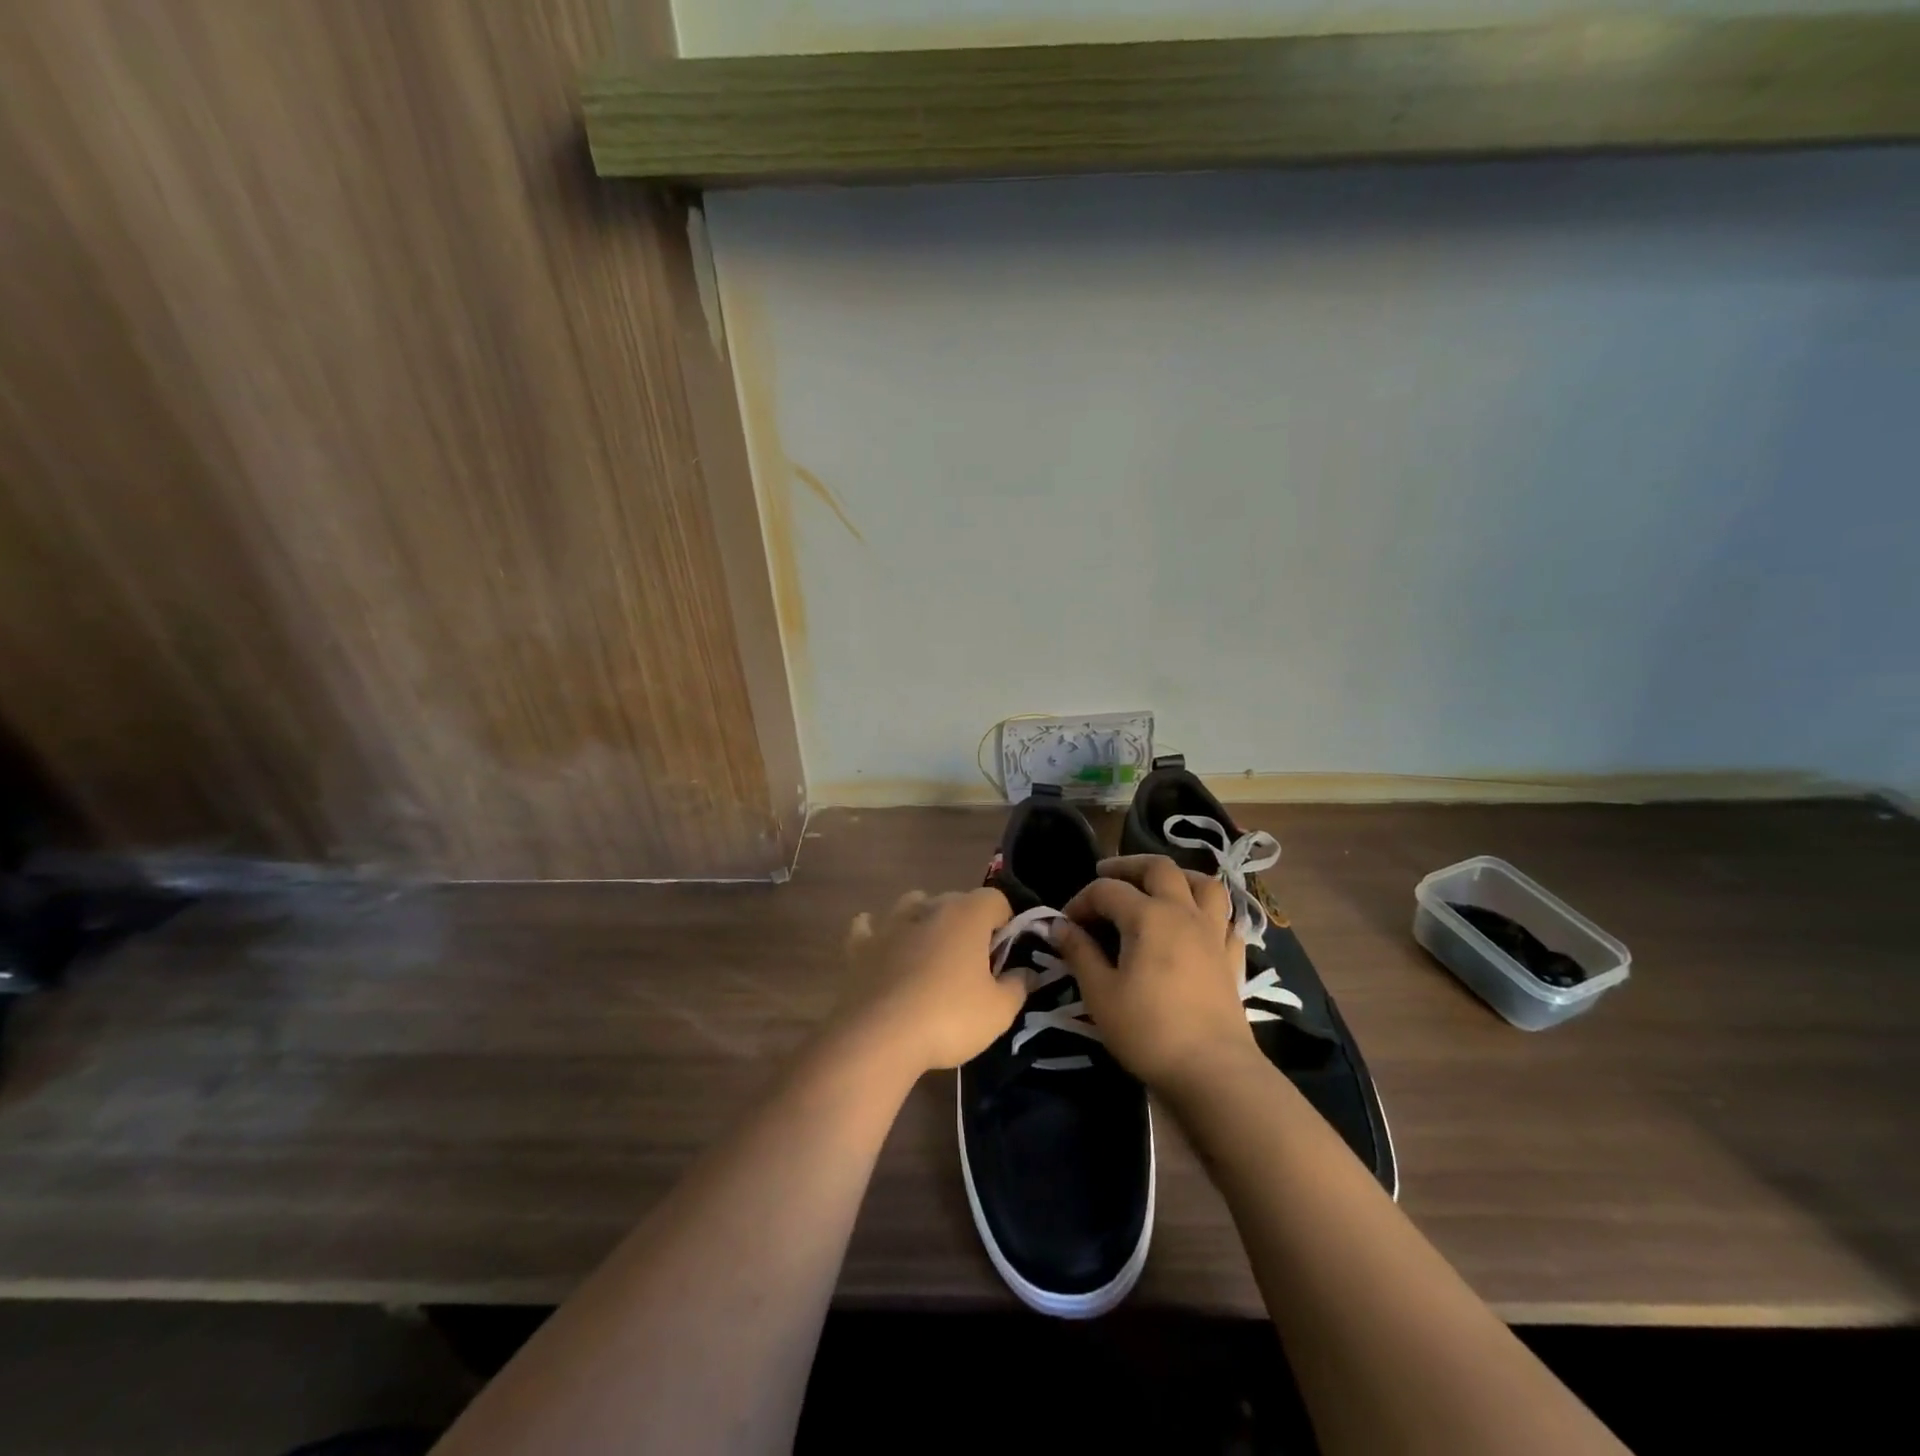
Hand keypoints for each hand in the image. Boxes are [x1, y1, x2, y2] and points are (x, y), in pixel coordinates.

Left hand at [832, 888, 1024, 1076]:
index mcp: (966, 915)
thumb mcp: (999, 1012)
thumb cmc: (948, 1018)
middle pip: (955, 901)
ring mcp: (889, 924)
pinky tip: (882, 949)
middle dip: (967, 923)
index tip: (1005, 953)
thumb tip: (1025, 973)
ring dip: (924, 920)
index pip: (995, 899)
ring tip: (930, 953)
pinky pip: (868, 927)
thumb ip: (1017, 986)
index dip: (1005, 921)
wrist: (878, 1037)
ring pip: (912, 905)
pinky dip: (877, 933)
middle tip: (972, 962)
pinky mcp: (859, 945)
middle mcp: (928, 908)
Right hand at [1054, 856, 1256, 1090]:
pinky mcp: (1232, 958)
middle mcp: (1184, 912)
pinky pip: (1226, 919)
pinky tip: (1196, 924)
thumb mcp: (1100, 993)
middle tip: (1105, 875)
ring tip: (1157, 887)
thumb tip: (1058, 926)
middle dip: (1128, 866)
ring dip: (1177, 877)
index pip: (1106, 891)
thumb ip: (1079, 952)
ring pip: (1203, 884)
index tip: (1065, 925)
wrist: (1212, 1071)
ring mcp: (1214, 933)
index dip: (1080, 900)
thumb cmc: (1148, 1030)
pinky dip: (1208, 912)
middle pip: (1159, 868)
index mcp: (1148, 916)